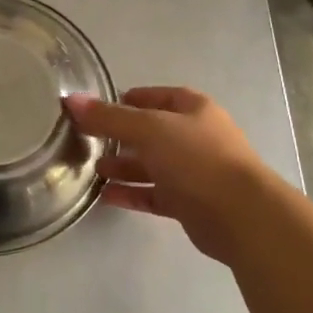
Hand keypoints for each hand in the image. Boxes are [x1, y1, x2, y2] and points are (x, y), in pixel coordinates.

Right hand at [66, 86, 273, 263]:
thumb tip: (72, 100)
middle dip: (121, 136)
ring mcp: (194, 172)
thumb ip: (109, 117)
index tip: (101, 107)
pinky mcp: (190, 204)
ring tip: (93, 169)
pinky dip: (133, 193)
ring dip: (124, 166)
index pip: (158, 97)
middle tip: (89, 140)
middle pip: (152, 132)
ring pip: (152, 165)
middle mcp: (196, 137)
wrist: (240, 215)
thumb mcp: (148, 129)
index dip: (131, 99)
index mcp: (193, 110)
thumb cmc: (196, 159)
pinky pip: (155, 194)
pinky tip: (106, 196)